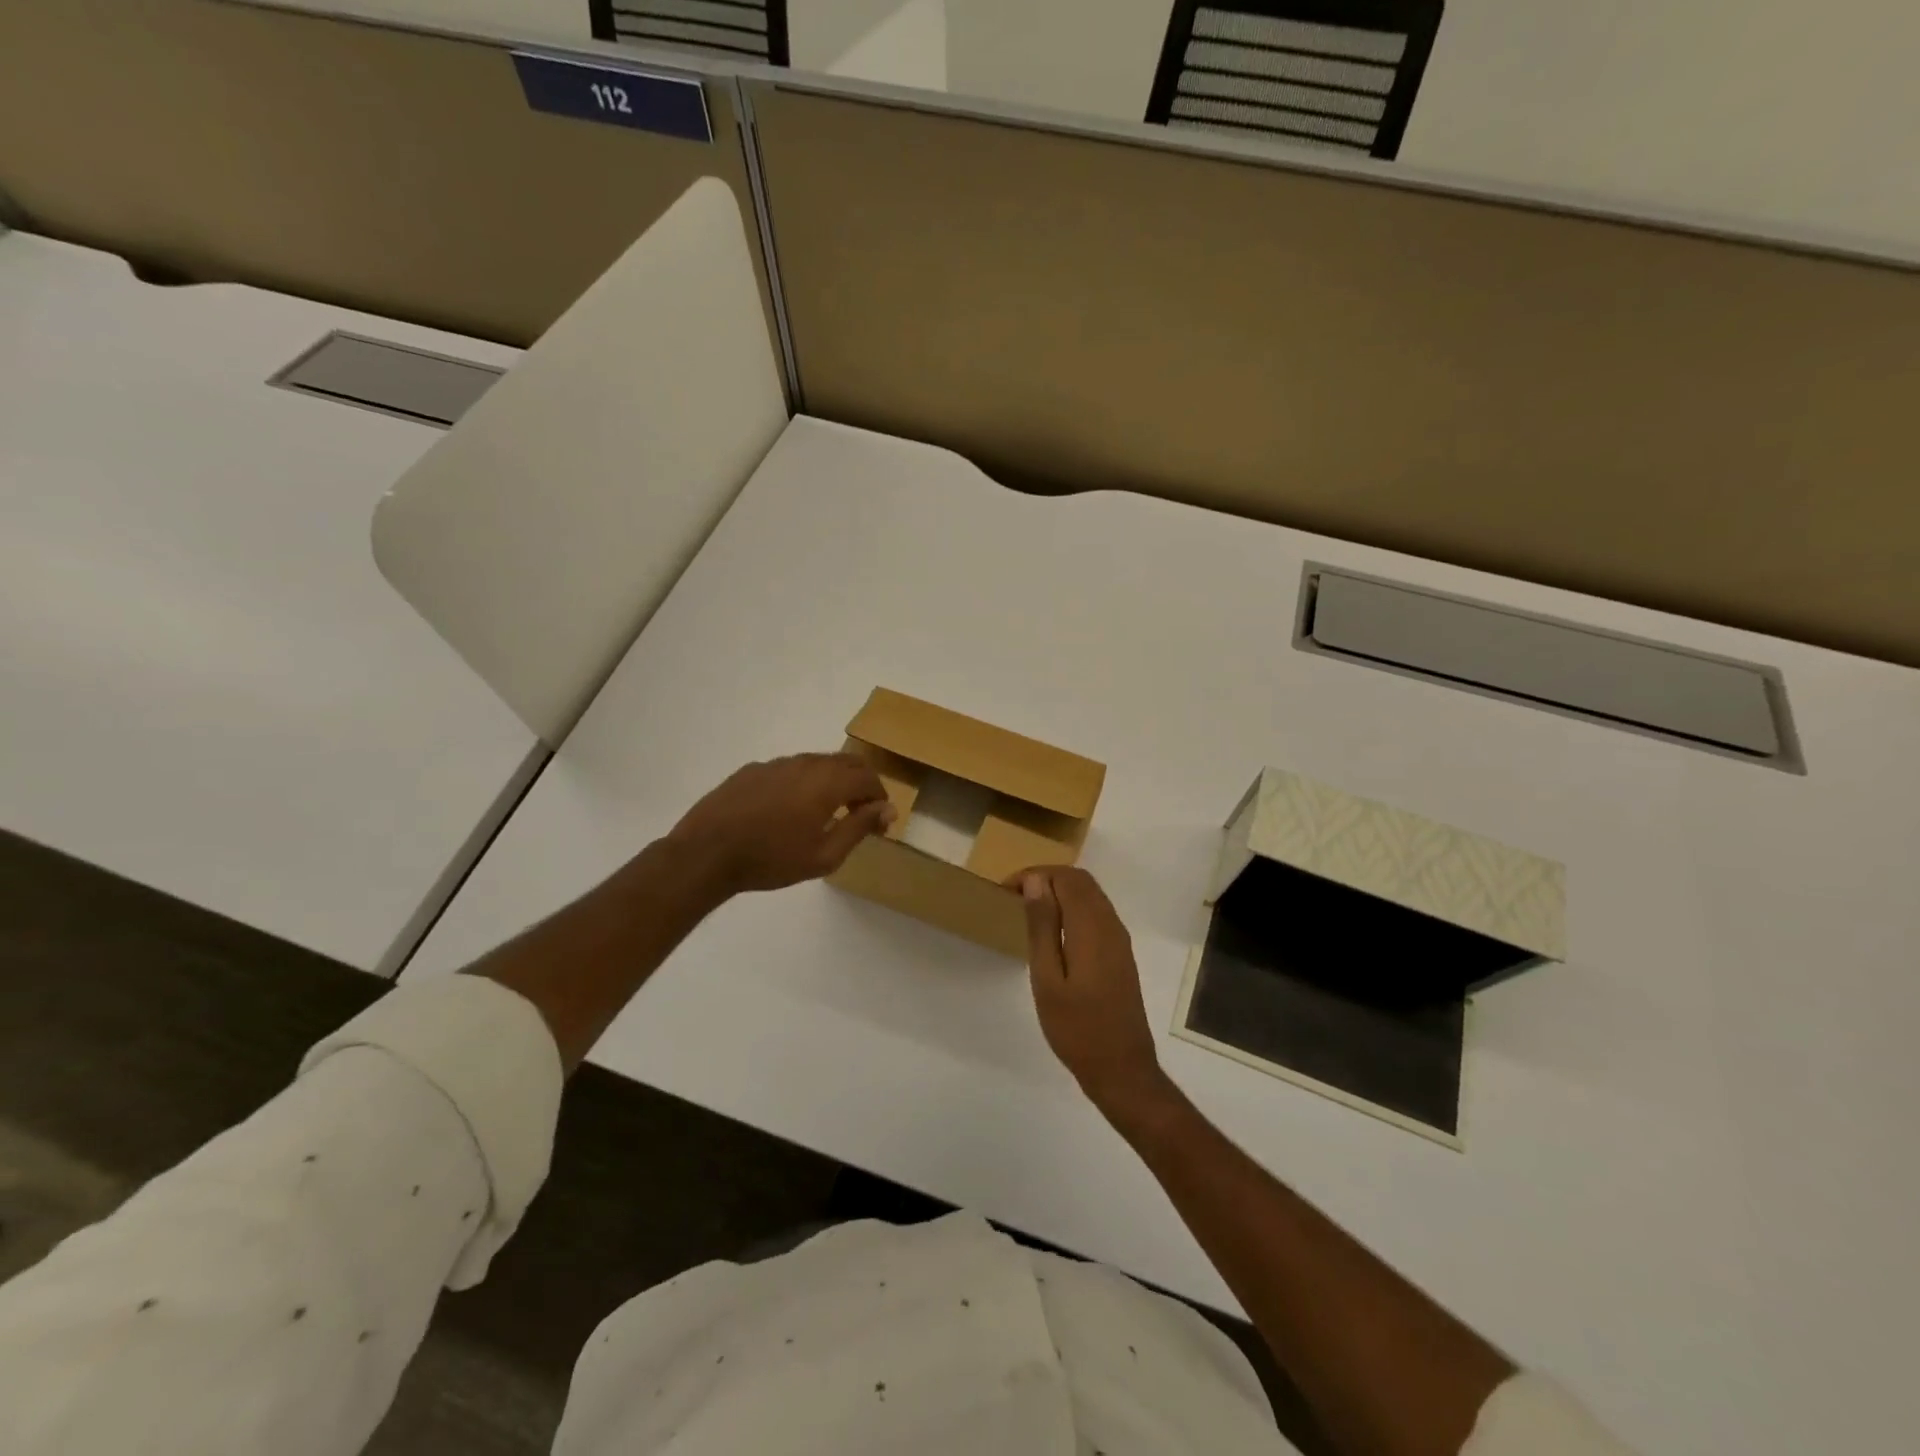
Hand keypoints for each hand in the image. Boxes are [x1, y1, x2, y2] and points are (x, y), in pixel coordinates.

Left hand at [667, 753, 894, 895]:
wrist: (707, 853)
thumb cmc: (771, 859)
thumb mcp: (824, 855)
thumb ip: (859, 827)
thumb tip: (886, 809)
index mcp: (827, 782)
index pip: (868, 778)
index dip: (880, 799)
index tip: (879, 824)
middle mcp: (805, 763)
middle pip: (846, 763)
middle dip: (860, 785)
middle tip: (858, 815)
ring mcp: (776, 763)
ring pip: (817, 763)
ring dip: (832, 782)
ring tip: (825, 814)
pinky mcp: (753, 770)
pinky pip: (789, 770)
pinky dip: (803, 784)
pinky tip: (788, 811)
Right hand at [1015, 867, 1170, 1120]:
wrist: (1121, 1068)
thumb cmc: (1076, 1027)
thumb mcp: (1048, 978)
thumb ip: (1042, 926)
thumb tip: (1035, 881)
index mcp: (1091, 927)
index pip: (1066, 878)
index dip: (1035, 874)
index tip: (1006, 890)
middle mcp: (1110, 924)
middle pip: (1081, 881)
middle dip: (1047, 879)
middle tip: (1014, 897)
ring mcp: (1119, 939)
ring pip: (1091, 895)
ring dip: (1060, 892)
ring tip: (1028, 910)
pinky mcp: (1120, 953)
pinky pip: (1097, 913)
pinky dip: (1073, 908)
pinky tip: (1053, 931)